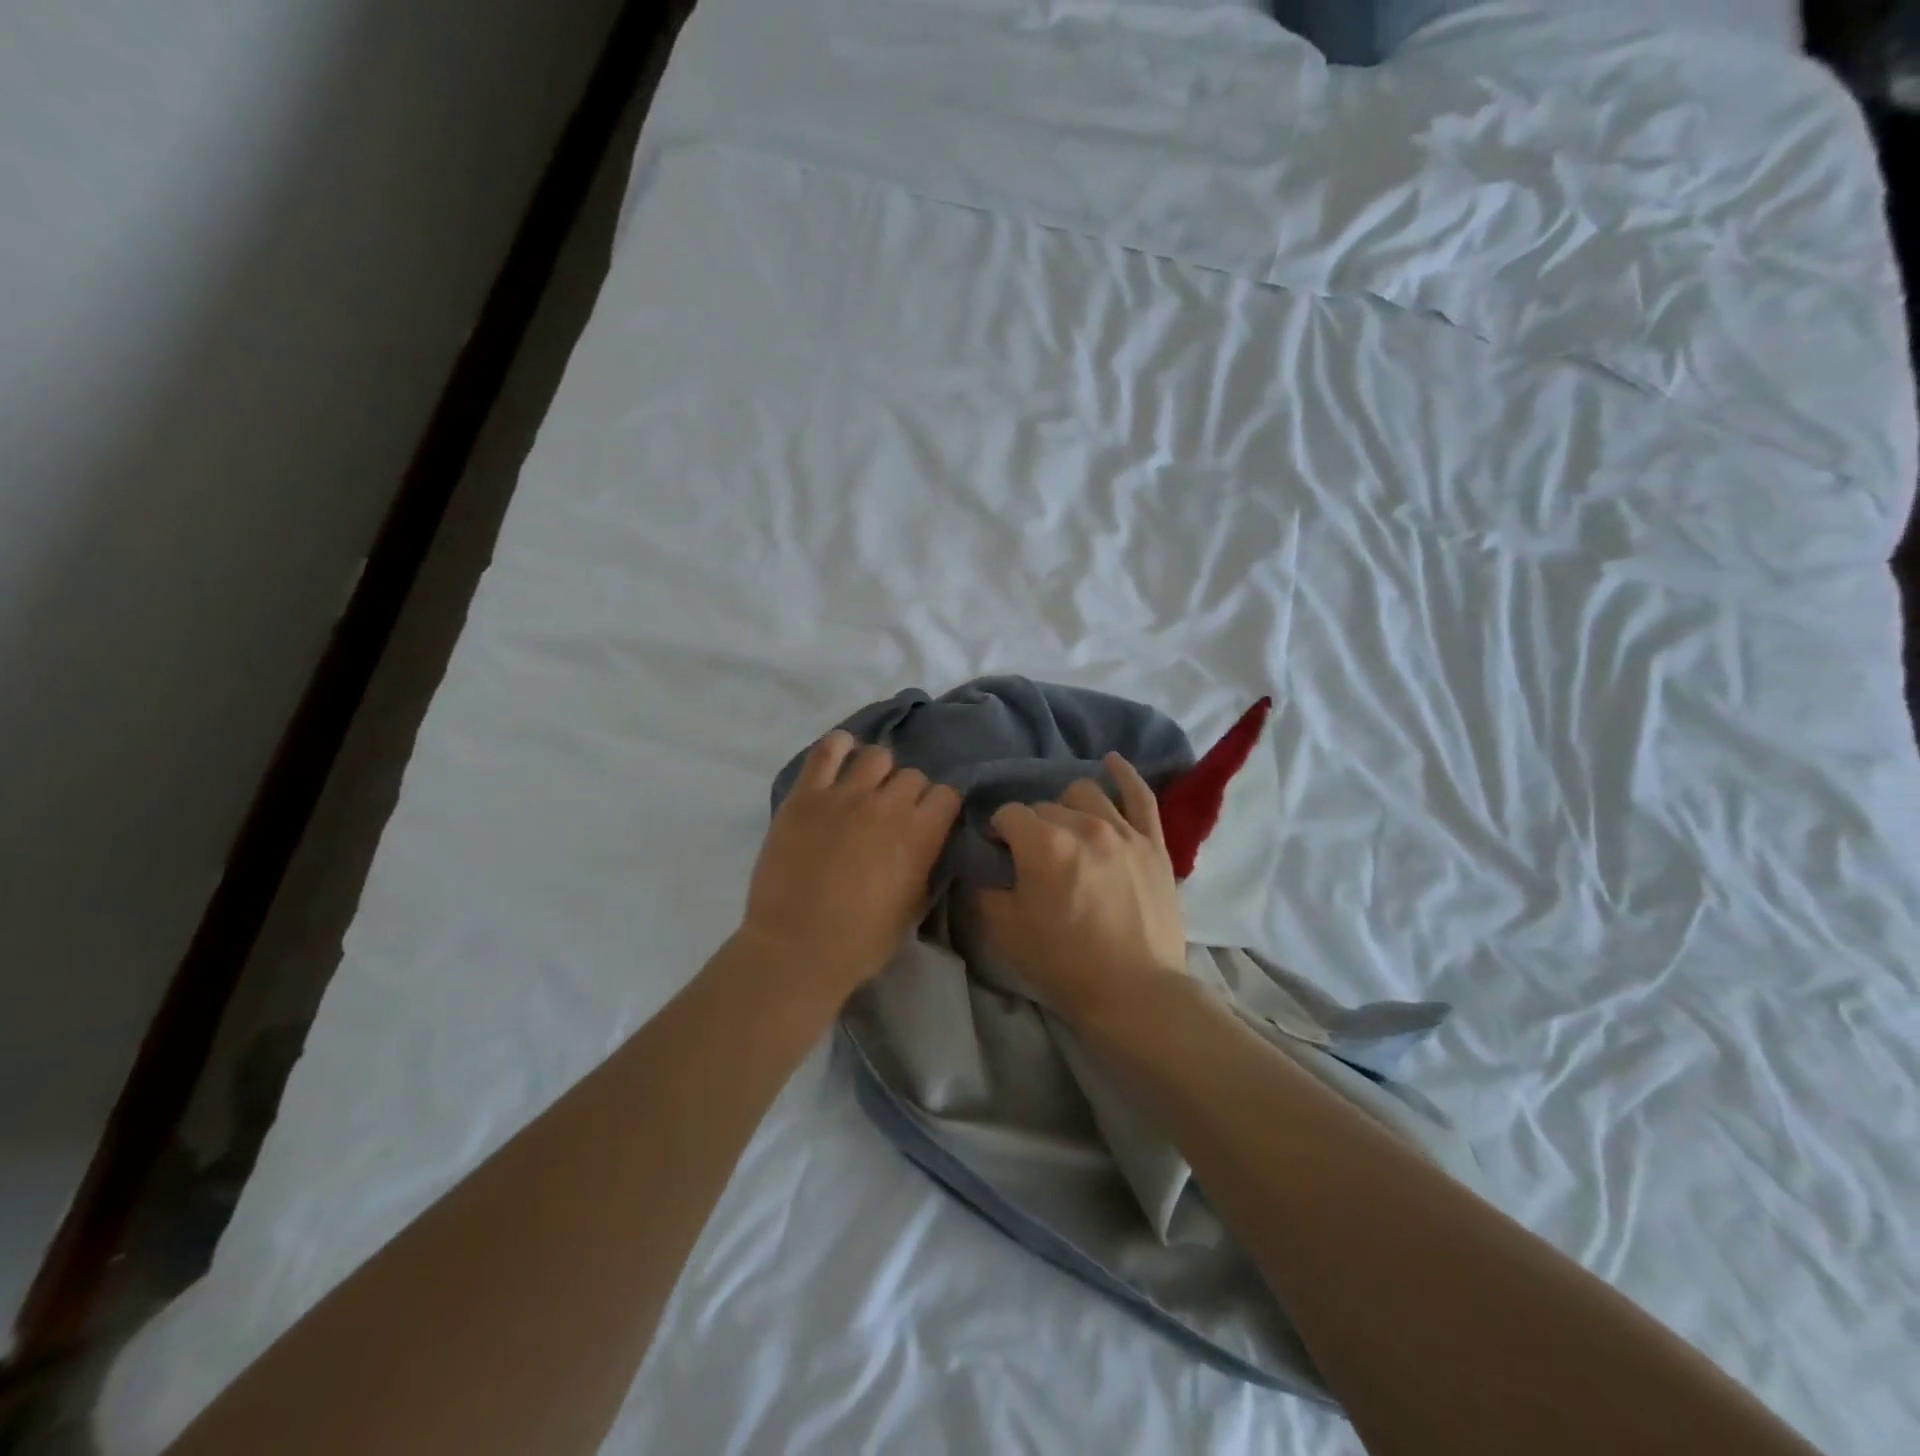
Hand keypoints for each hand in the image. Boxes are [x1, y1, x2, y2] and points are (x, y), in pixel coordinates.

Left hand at [741, 730, 961, 1001]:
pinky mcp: (806, 794)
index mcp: (920, 834)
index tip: (930, 821)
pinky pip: (828, 750)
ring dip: (877, 772)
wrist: (797, 948)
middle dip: (908, 793)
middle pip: (912, 775)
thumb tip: (926, 842)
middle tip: (892, 815)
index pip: (947, 794)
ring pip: (876, 756)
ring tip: (865, 790)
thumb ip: (925, 864)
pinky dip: (839, 747)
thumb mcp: (913, 908)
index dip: (940, 808)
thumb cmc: (861, 941)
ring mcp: (844, 794)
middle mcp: (888, 804)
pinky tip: (840, 758)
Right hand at [975, 753, 1188, 1028]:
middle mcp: (1083, 825)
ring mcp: (1123, 831)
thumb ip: (983, 890)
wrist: (1134, 992)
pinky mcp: (1153, 844)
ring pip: (1086, 794)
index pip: (1008, 814)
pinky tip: (1112, 762)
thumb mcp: (1004, 931)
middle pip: (1045, 806)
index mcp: (1043, 844)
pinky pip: (1141, 797)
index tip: (998, 851)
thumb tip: (981, 867)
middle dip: (1032, 826)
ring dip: (1068, 807)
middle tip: (1033, 855)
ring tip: (1067, 829)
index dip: (998, 831)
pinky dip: (1125, 776)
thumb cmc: (1064, 963)